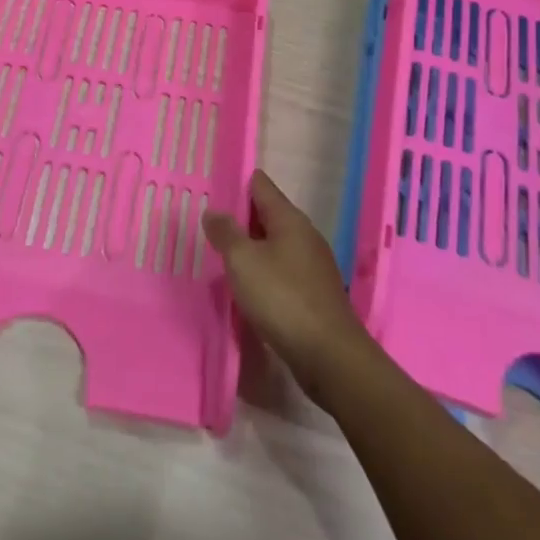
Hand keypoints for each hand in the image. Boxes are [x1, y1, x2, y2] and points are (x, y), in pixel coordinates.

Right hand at [202, 170, 378, 408]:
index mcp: (290, 219)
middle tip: (209, 224)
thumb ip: (225, 233)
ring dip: (251, 248)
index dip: (237, 183)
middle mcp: (305, 236)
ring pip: (275, 245)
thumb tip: (213, 211)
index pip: (261, 185)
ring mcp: (313, 266)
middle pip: (268, 215)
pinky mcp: (315, 294)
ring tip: (223, 255)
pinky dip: (264, 272)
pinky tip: (248, 287)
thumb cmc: (282, 298)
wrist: (330, 357)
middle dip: (241, 218)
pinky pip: (283, 271)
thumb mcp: (243, 261)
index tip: (213, 187)